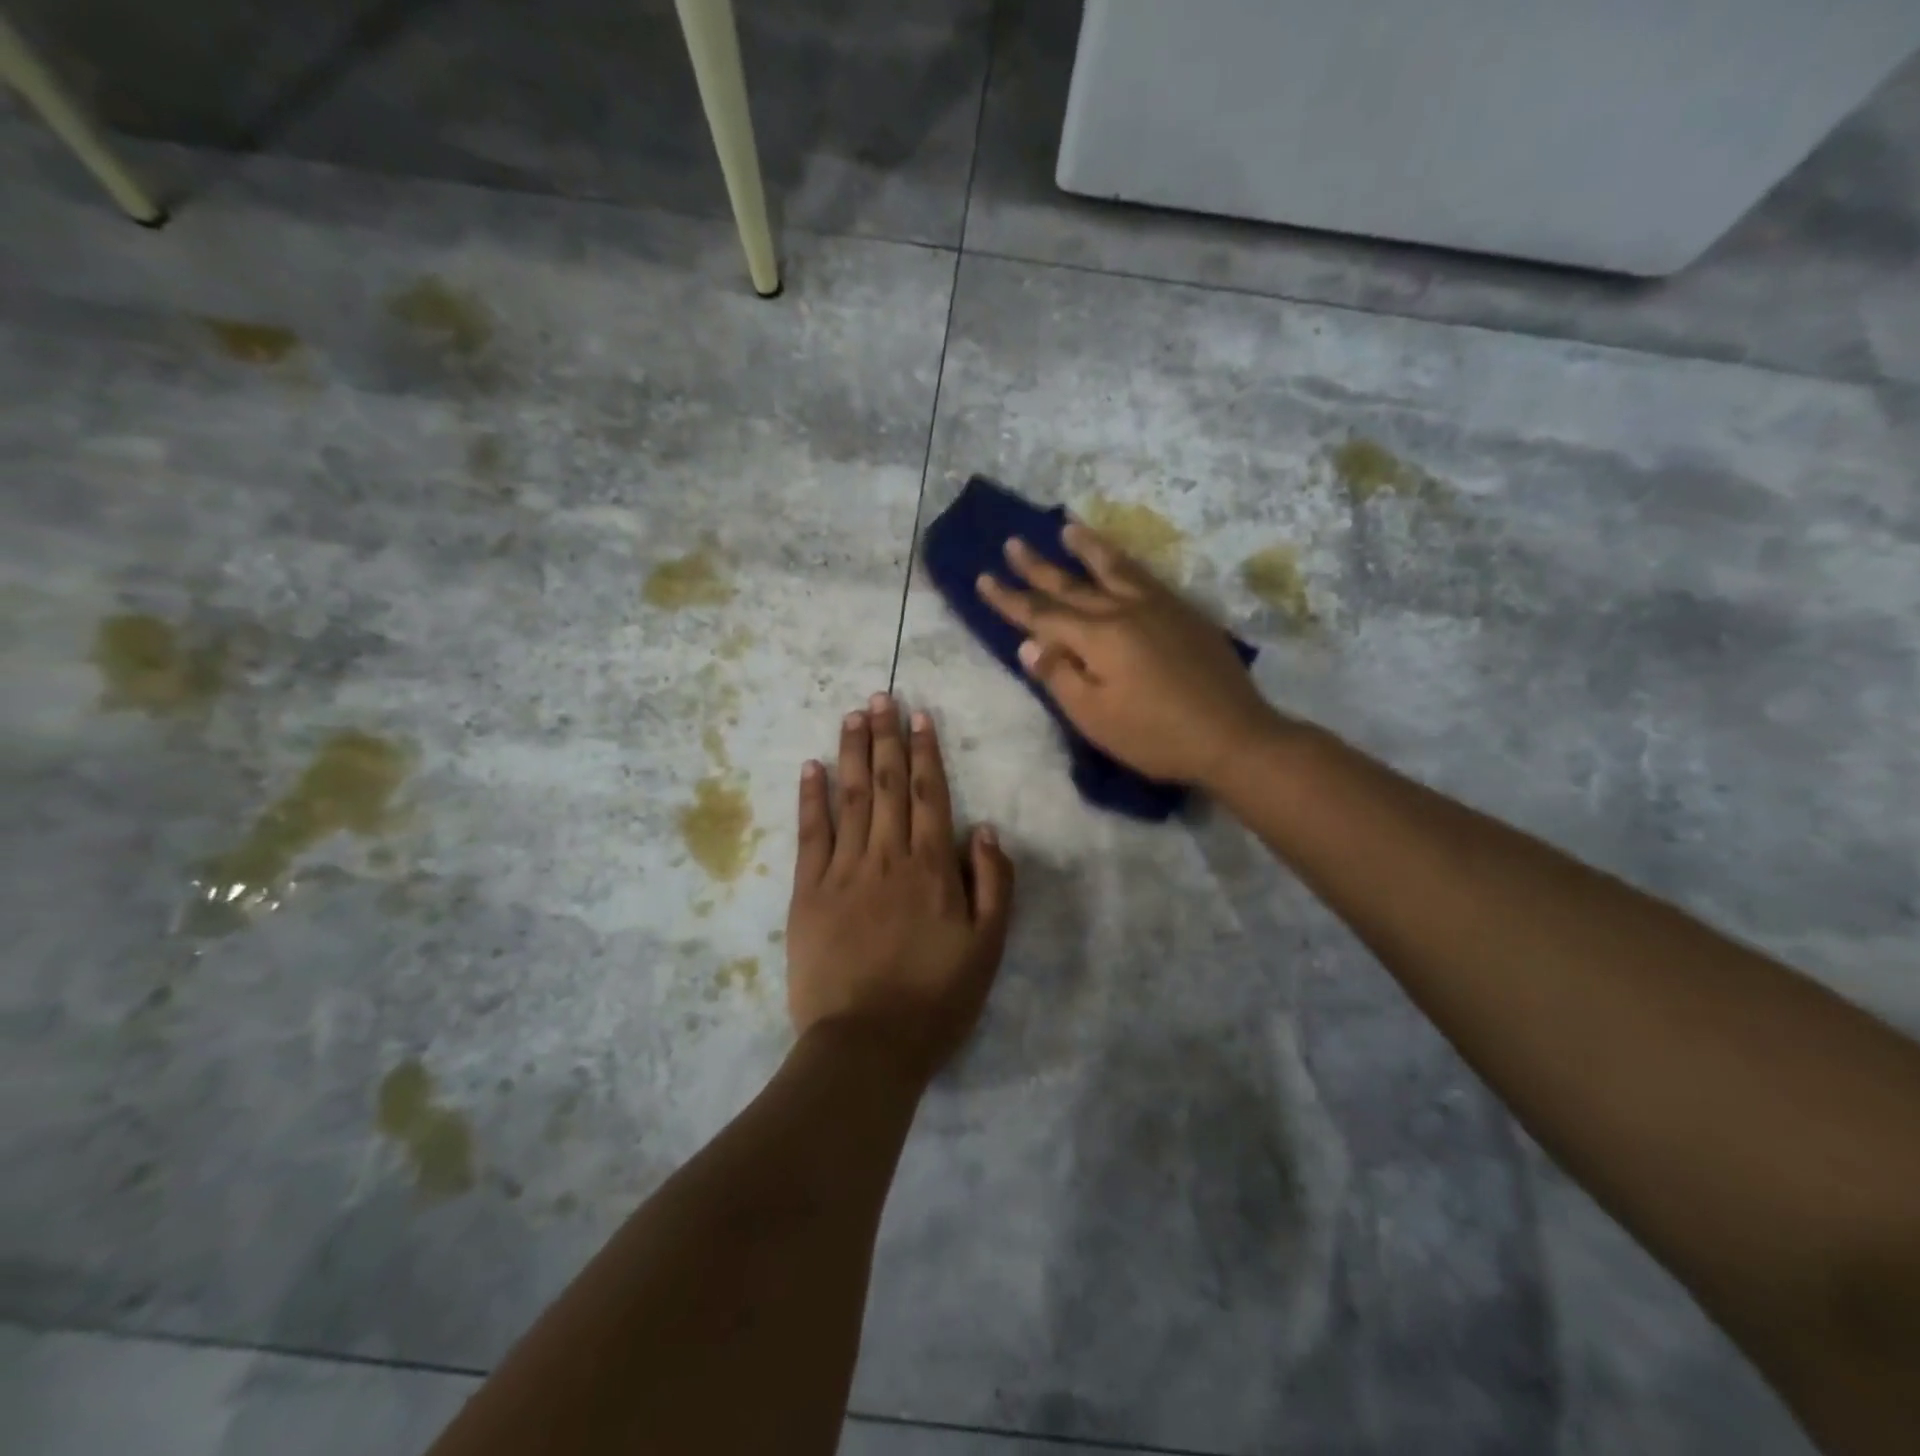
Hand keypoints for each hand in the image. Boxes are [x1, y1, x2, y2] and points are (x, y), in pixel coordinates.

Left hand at [786, 694, 1014, 1081]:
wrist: (866, 1045)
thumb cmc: (935, 1000)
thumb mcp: (988, 949)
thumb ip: (993, 884)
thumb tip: (982, 829)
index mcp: (931, 868)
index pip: (928, 794)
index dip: (924, 752)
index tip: (919, 715)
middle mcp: (886, 857)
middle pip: (886, 784)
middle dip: (885, 737)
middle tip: (881, 696)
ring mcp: (842, 871)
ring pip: (850, 798)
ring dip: (852, 752)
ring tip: (852, 715)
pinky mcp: (807, 893)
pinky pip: (810, 835)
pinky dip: (811, 798)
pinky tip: (811, 767)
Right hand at [977, 523, 1284, 789]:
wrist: (1232, 735)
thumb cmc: (1155, 735)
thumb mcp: (1095, 717)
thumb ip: (1059, 677)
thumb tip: (1029, 643)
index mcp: (1097, 637)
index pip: (1041, 614)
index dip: (1009, 599)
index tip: (983, 578)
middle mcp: (1124, 610)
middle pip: (1071, 584)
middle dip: (1038, 566)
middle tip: (1012, 542)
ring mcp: (1158, 607)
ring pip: (1113, 568)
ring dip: (1086, 547)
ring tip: (1067, 527)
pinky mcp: (1184, 613)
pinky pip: (1145, 575)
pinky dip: (1124, 561)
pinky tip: (1121, 561)